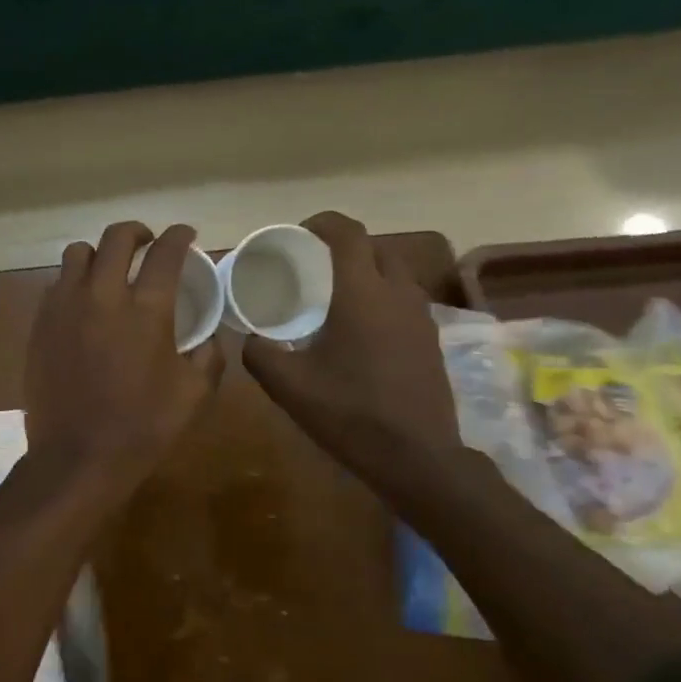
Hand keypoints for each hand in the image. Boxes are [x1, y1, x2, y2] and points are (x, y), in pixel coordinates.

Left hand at [26, 222, 223, 490]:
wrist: (77, 458)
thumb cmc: (142, 428)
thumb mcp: (194, 396)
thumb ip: (209, 357)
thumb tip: (209, 338)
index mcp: (146, 310)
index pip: (166, 253)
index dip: (180, 236)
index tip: (186, 234)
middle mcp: (103, 296)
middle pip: (117, 238)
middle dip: (138, 232)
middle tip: (148, 243)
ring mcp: (65, 307)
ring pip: (78, 253)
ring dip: (99, 254)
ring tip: (110, 269)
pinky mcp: (40, 324)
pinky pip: (56, 284)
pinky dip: (75, 282)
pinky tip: (84, 303)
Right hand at [242, 212, 468, 500]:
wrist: (417, 457)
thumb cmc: (350, 414)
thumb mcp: (289, 387)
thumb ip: (260, 355)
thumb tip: (249, 339)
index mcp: (363, 294)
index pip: (348, 234)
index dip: (323, 223)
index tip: (299, 232)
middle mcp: (398, 294)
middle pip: (376, 248)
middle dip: (346, 246)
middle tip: (314, 265)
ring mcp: (421, 317)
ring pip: (395, 274)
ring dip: (368, 272)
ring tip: (336, 295)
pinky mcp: (431, 341)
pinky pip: (405, 301)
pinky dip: (382, 298)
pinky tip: (361, 330)